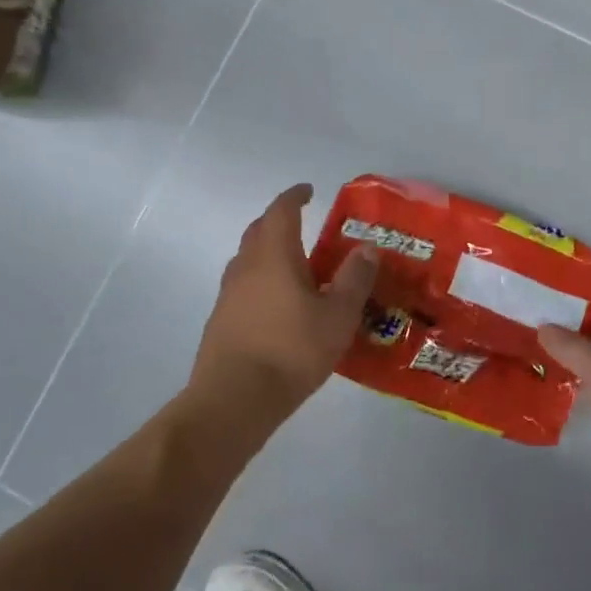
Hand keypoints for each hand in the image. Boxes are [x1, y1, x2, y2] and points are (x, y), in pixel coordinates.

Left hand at [190, 183, 378, 413]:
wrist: (234, 399)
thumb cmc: (291, 350)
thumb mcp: (338, 316)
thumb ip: (354, 279)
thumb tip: (368, 248)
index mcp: (273, 255)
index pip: (281, 211)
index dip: (294, 197)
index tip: (308, 191)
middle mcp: (246, 266)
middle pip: (259, 231)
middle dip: (279, 222)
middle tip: (304, 225)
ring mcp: (228, 294)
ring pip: (249, 260)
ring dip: (270, 253)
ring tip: (297, 266)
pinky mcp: (222, 321)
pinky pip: (245, 286)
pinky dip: (263, 281)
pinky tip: (280, 304)